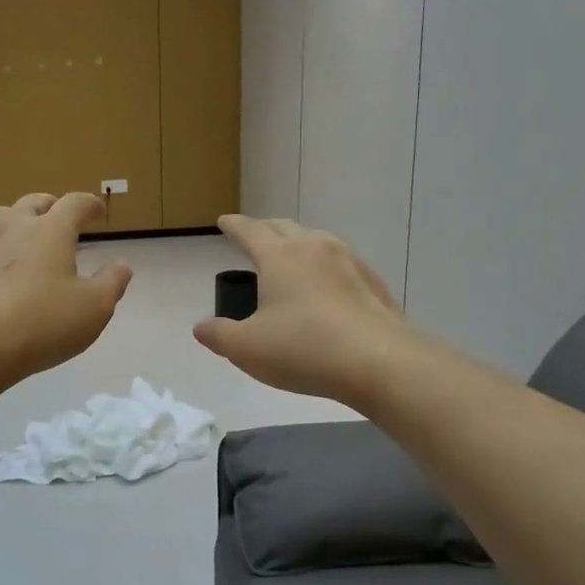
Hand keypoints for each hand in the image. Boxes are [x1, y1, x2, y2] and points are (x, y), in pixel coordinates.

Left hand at [0, 192, 131, 392]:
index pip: (75, 203)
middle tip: (61, 218)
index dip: (90, 204)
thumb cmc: (42, 323)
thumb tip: (122, 263)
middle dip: (52, 206)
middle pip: (35, 201)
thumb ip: (112, 282)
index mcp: (51, 230)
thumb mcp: (94, 308)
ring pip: (0, 215)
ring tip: (25, 234)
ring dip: (17, 219)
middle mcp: (14, 226)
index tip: (98, 210)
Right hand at [194, 215, 414, 406]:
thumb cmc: (305, 349)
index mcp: (280, 256)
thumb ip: (220, 335)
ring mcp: (349, 263)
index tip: (224, 221)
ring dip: (298, 244)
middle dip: (265, 229)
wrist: (382, 363)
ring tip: (290, 258)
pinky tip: (327, 289)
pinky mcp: (374, 284)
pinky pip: (341, 265)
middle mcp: (315, 248)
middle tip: (254, 236)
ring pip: (317, 241)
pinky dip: (325, 268)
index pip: (250, 230)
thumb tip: (201, 327)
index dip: (234, 225)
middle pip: (285, 227)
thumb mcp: (248, 348)